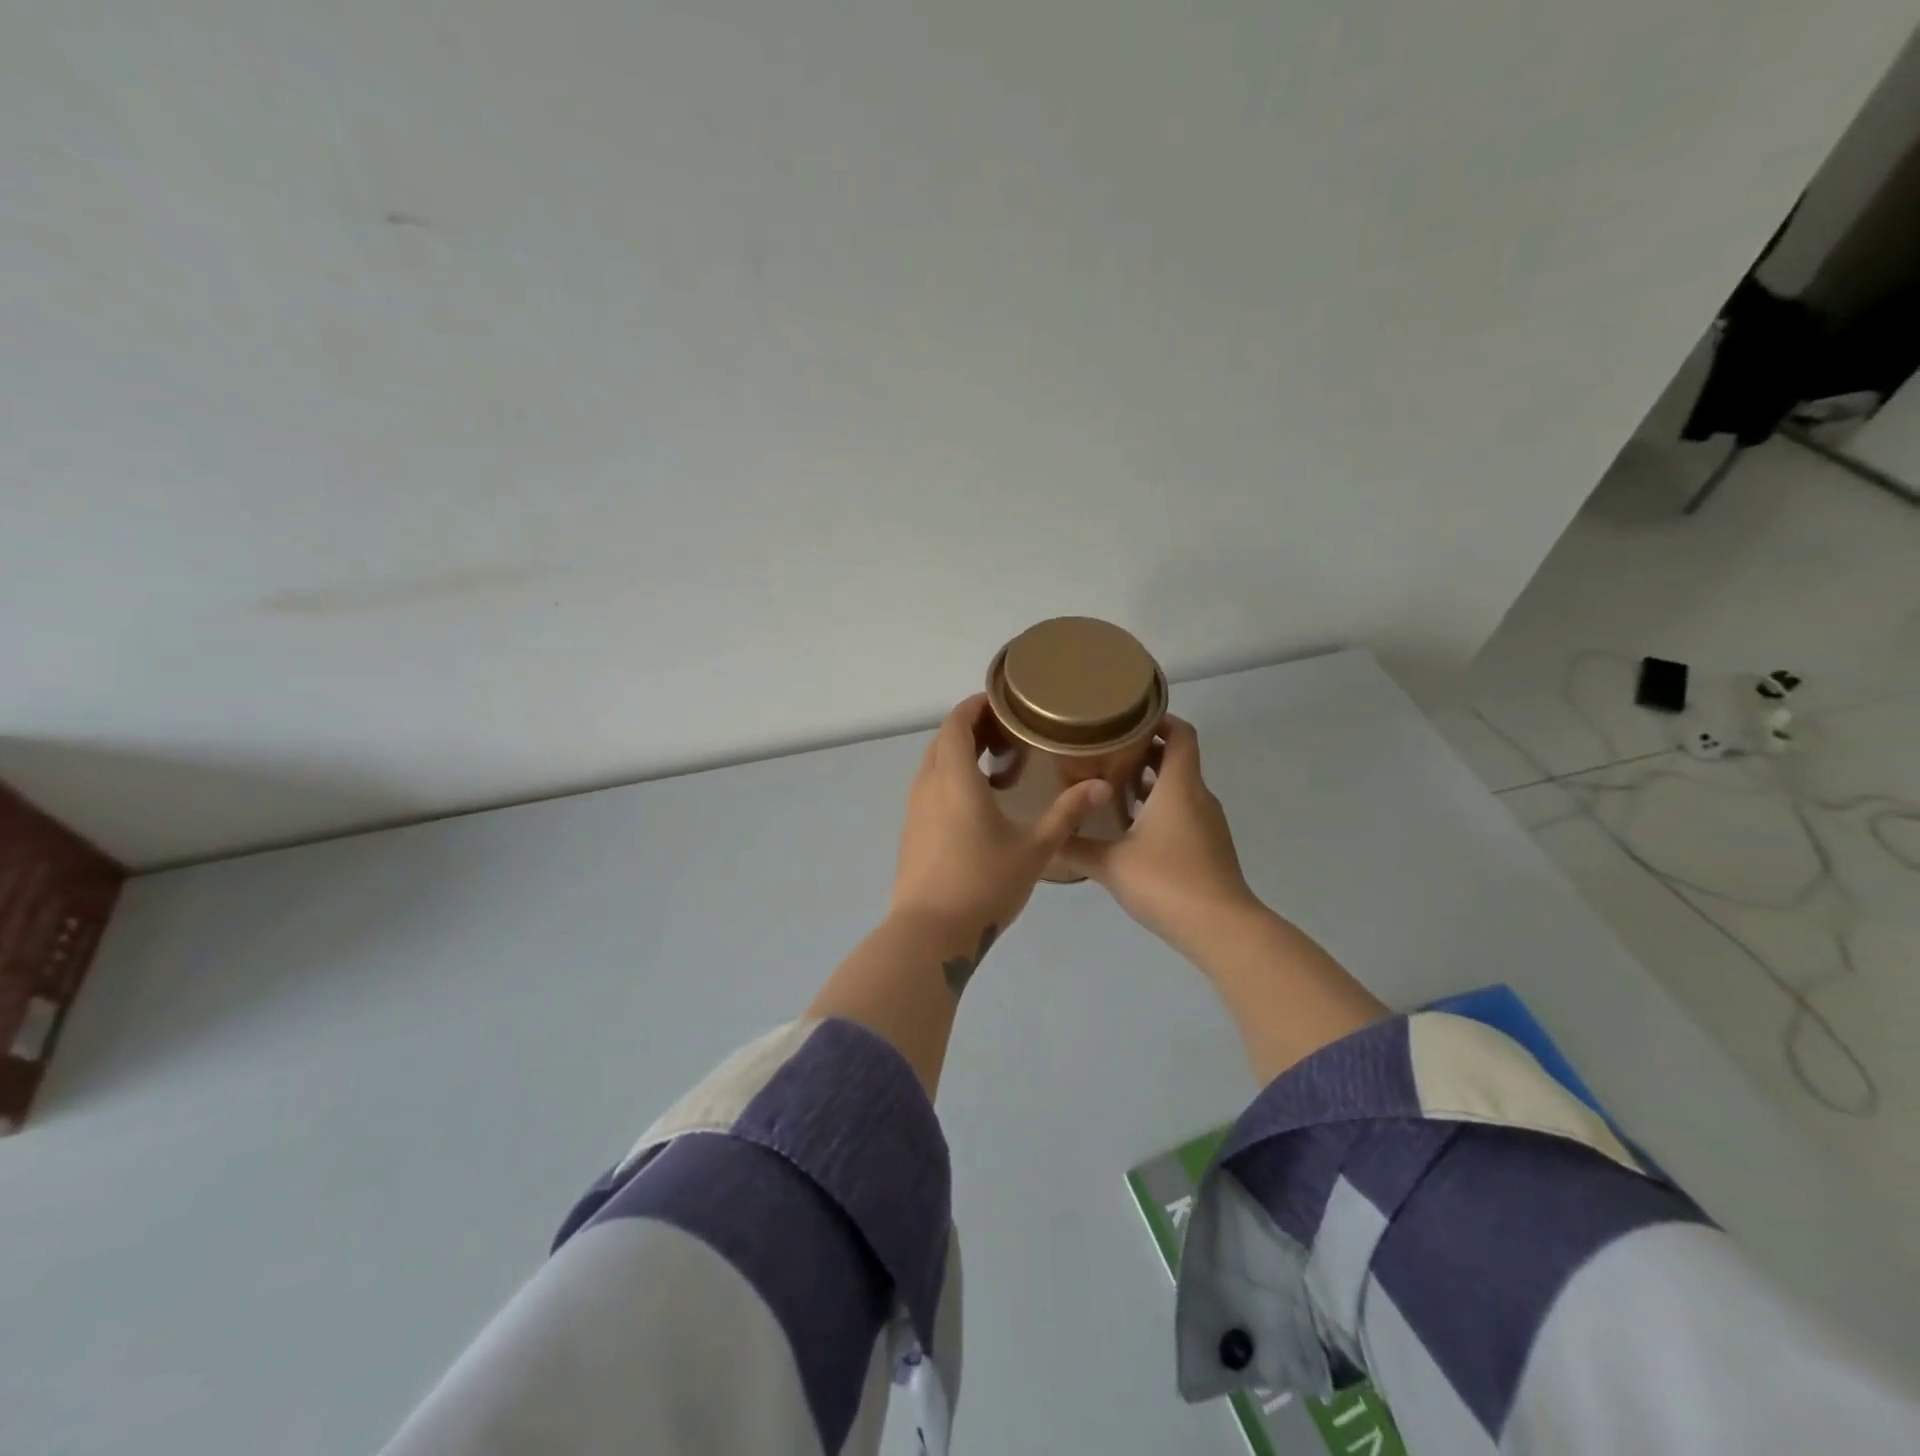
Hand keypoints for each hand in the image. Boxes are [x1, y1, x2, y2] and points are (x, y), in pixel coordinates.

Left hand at [891, 694, 1112, 936]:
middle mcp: (927, 785)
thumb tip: (1101, 786)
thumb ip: (1067, 814)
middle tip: (1009, 734)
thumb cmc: (984, 883)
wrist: (930, 933)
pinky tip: (979, 805)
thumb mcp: (1034, 848)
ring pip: (934, 765)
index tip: (1004, 704)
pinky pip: (929, 788)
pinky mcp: (911, 831)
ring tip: (997, 767)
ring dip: (960, 755)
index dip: (976, 705)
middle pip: (943, 739)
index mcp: (954, 778)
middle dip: (972, 728)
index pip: (956, 722)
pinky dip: (951, 780)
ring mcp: (914, 809)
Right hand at [1056, 716, 1258, 957]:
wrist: (1221, 929)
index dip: (1159, 720)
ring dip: (1150, 784)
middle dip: (1144, 752)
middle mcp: (1198, 797)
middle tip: (1104, 753)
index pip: (1181, 734)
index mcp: (1179, 787)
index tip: (1127, 719)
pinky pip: (1184, 813)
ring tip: (1110, 789)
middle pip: (1176, 760)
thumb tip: (1047, 836)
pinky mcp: (1210, 847)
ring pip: (1179, 789)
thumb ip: (1076, 846)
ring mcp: (1208, 824)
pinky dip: (1160, 810)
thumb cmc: (1166, 882)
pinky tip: (1130, 830)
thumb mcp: (1110, 864)